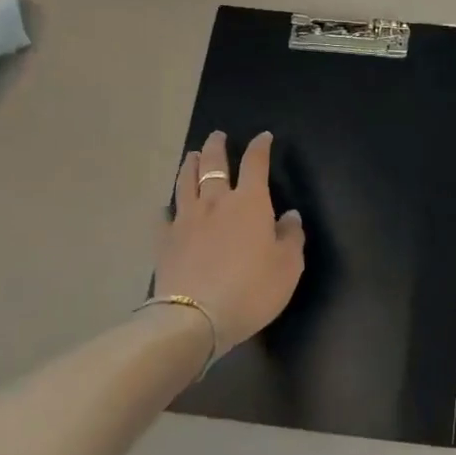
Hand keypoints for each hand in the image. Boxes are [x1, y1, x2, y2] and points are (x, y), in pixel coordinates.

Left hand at [155, 130, 304, 355]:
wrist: (195, 318)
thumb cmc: (251, 290)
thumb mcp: (288, 266)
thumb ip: (291, 237)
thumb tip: (289, 216)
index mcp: (250, 203)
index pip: (255, 164)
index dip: (260, 147)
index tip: (263, 137)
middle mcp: (216, 202)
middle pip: (213, 165)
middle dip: (216, 147)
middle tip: (217, 136)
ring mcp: (186, 220)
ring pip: (186, 182)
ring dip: (189, 165)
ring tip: (191, 156)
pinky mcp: (165, 241)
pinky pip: (164, 217)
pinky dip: (167, 208)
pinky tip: (166, 208)